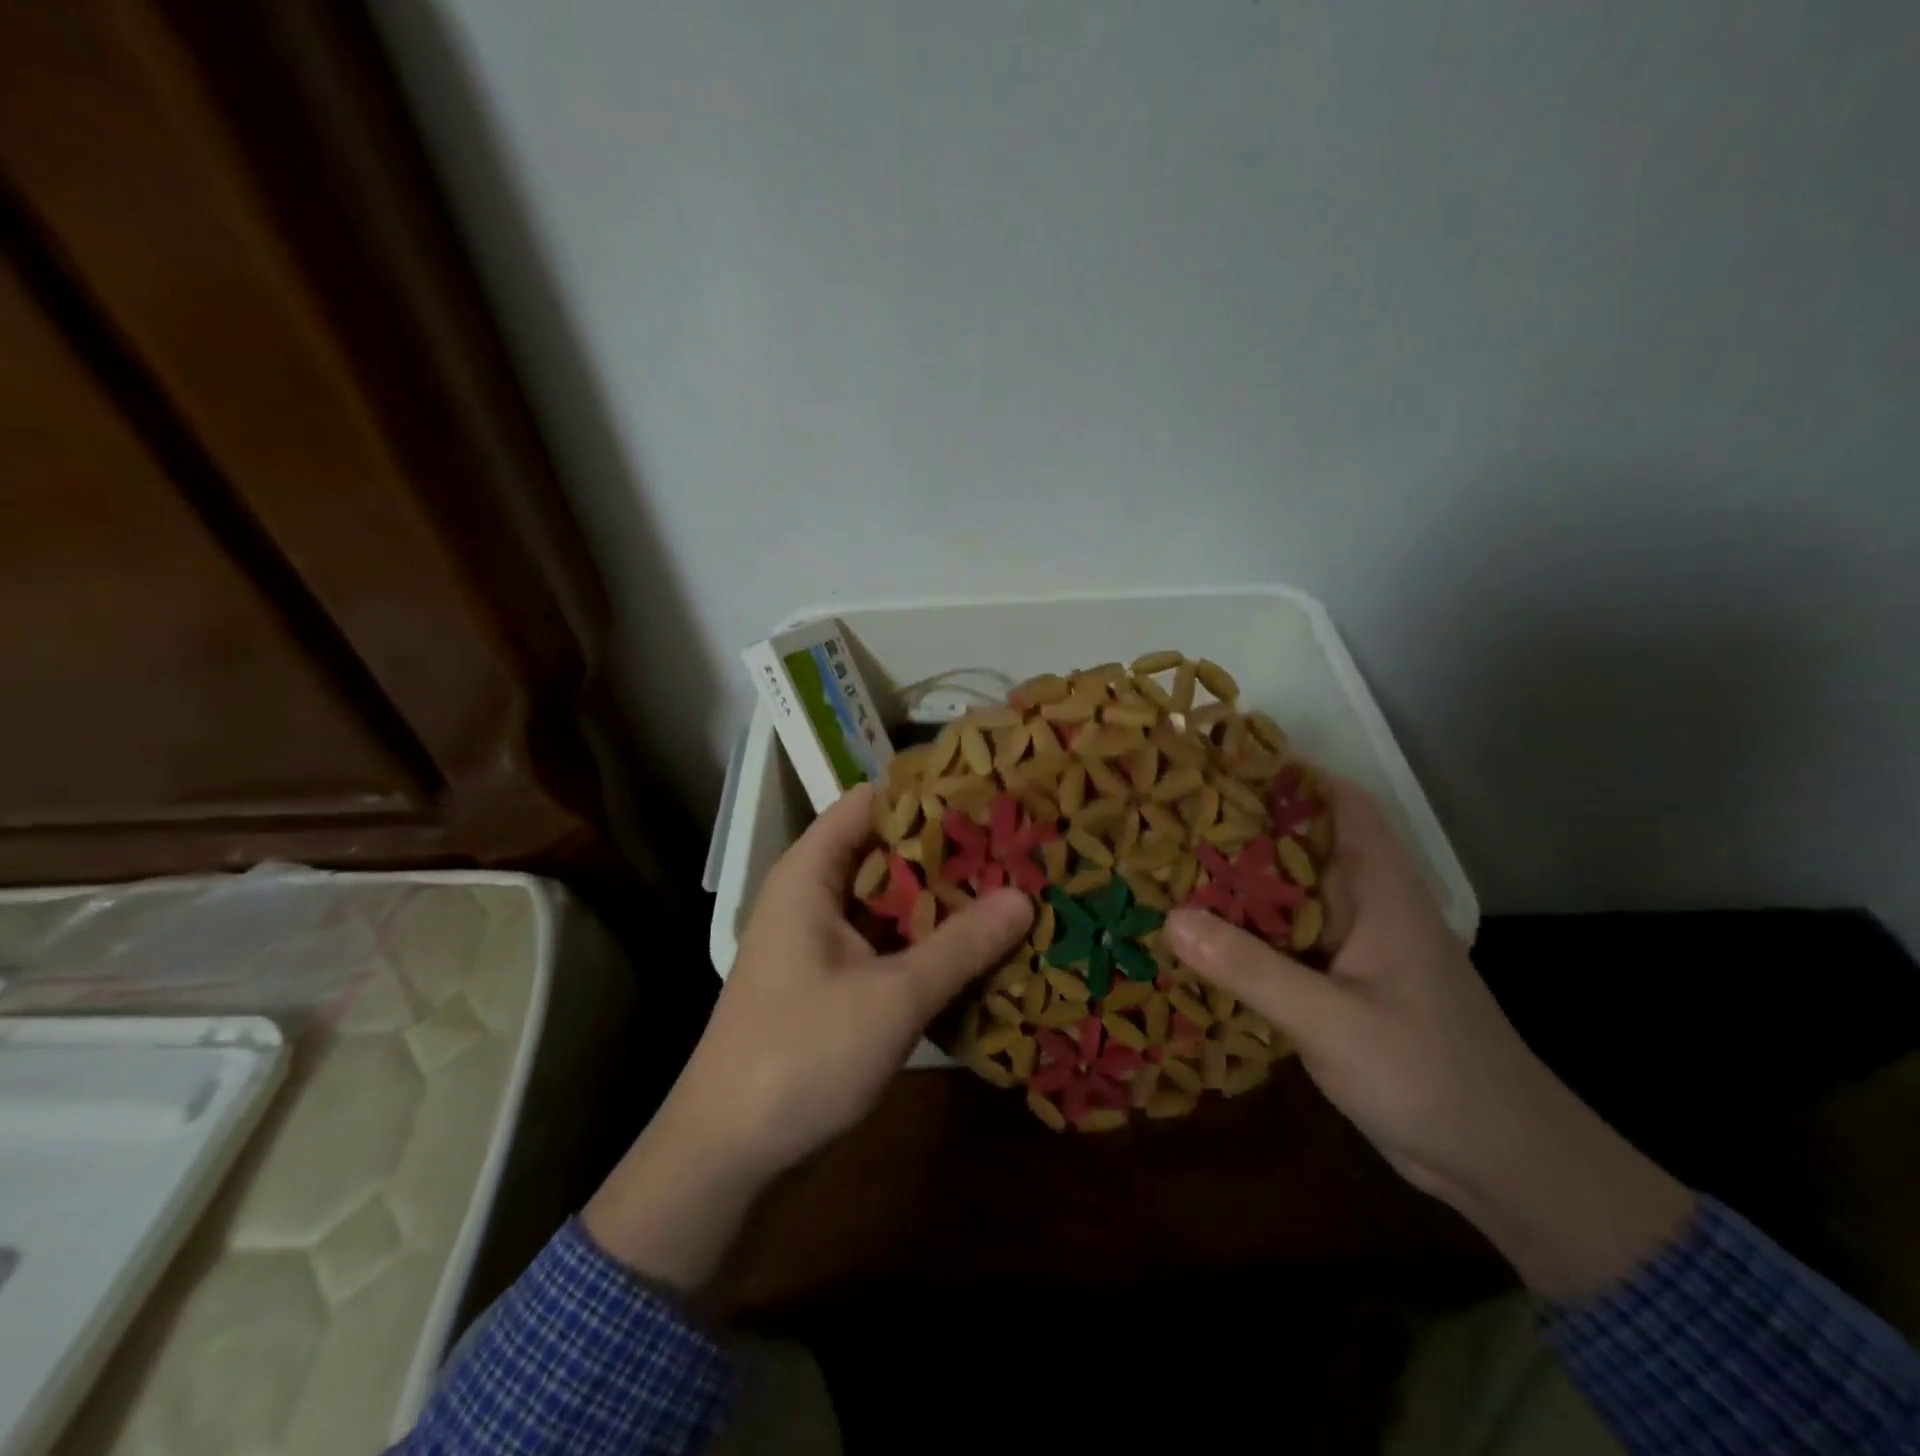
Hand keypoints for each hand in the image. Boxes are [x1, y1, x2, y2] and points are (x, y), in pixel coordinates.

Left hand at [585, 783, 1031, 1288]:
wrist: (727, 1153)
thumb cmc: (801, 1056)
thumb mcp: (893, 998)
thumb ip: (961, 944)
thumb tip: (1024, 897)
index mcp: (811, 874)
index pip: (871, 803)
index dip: (927, 794)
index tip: (989, 795)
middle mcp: (814, 895)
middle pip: (886, 851)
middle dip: (948, 851)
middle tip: (1018, 846)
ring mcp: (821, 940)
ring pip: (890, 900)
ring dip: (943, 899)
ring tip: (1014, 887)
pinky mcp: (832, 980)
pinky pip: (887, 941)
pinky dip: (927, 940)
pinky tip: (980, 946)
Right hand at [1165, 779, 1694, 1300]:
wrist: (1503, 1164)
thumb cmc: (1431, 1076)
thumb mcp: (1333, 1022)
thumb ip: (1252, 969)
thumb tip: (1172, 918)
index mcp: (1381, 892)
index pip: (1344, 805)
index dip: (1293, 775)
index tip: (1227, 762)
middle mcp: (1367, 910)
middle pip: (1303, 847)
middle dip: (1244, 827)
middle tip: (1173, 815)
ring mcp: (1354, 952)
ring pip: (1288, 897)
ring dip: (1239, 883)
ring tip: (1170, 866)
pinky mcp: (1341, 989)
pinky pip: (1283, 944)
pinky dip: (1244, 933)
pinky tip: (1199, 938)